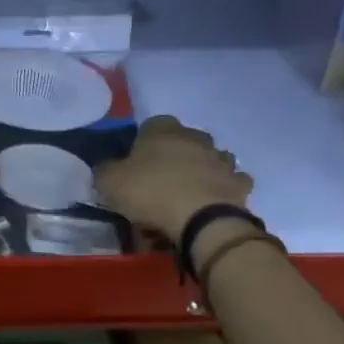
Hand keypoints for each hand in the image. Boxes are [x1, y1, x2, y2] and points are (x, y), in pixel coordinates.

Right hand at [95, 115, 252, 243]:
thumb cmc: (151, 193)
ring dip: (201, 169)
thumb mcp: (110, 182)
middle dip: (174, 155)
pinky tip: (210, 203)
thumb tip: (105, 167)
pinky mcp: (238, 183)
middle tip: (160, 180)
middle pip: (183, 140)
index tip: (135, 164)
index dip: (142, 143)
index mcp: (162, 130)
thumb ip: (104, 170)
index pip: (151, 125)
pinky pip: (230, 182)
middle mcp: (194, 137)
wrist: (201, 219)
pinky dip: (222, 189)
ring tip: (187, 193)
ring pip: (210, 158)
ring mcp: (221, 158)